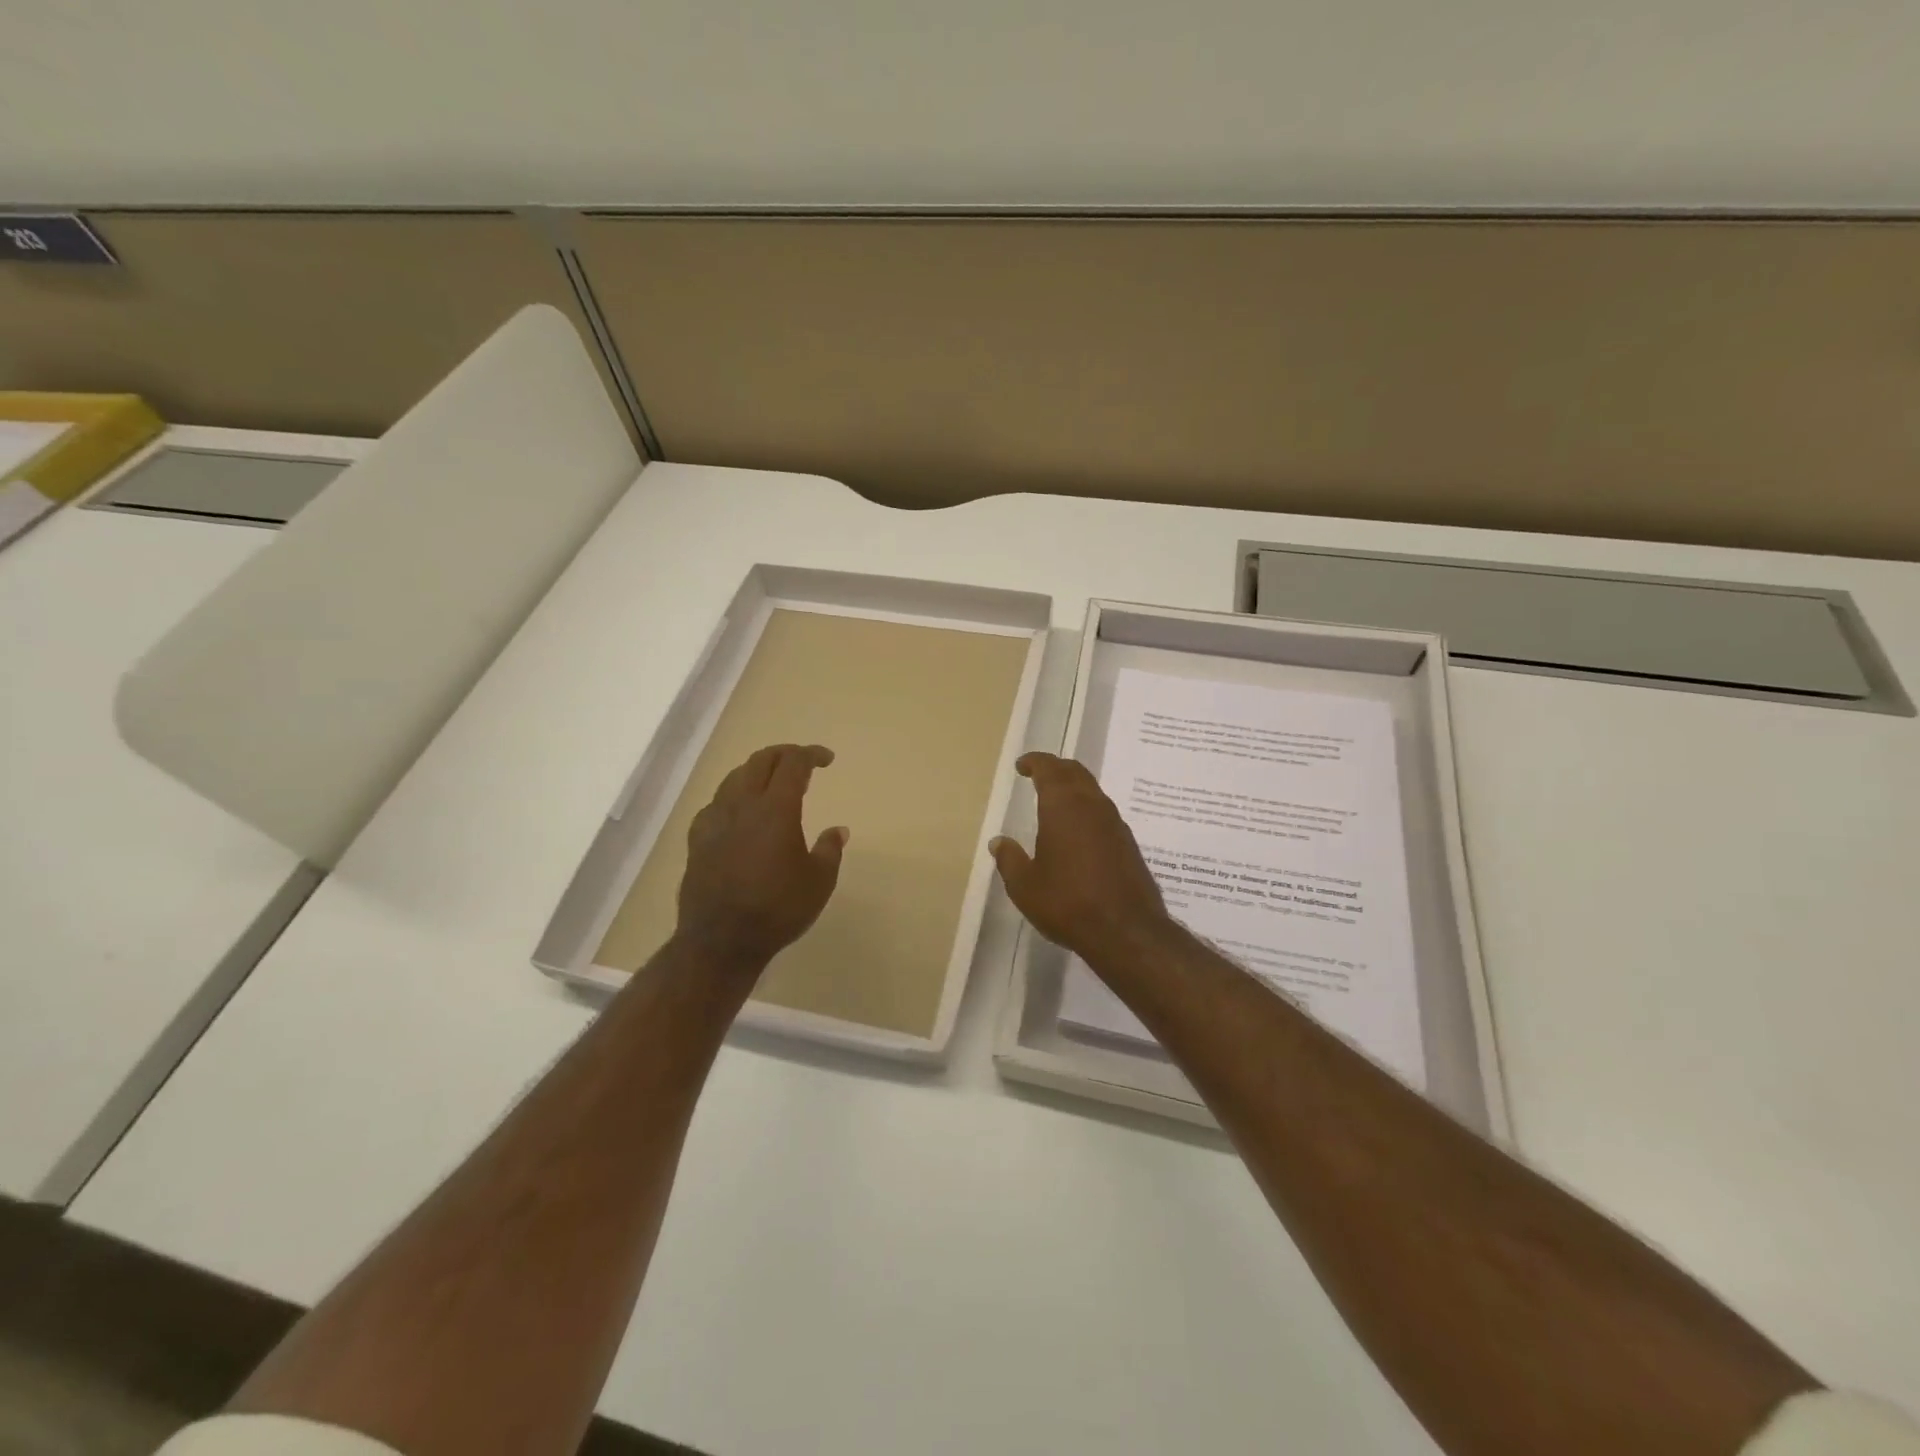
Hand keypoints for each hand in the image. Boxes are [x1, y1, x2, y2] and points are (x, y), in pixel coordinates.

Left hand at [675, 743, 847, 973]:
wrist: (720, 941)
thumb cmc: (778, 909)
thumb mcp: (819, 882)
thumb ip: (829, 850)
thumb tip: (838, 830)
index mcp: (776, 809)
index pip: (793, 764)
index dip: (811, 755)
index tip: (827, 759)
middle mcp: (742, 805)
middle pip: (760, 761)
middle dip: (783, 754)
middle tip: (801, 761)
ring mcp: (714, 820)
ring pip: (734, 778)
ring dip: (756, 771)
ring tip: (771, 781)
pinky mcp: (697, 839)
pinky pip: (716, 803)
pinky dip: (733, 797)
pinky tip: (738, 812)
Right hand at [990, 752, 1174, 963]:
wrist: (1126, 931)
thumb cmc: (1067, 902)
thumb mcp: (1025, 886)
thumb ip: (1010, 860)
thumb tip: (999, 842)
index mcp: (1063, 806)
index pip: (1050, 769)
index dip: (1035, 762)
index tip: (1022, 765)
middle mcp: (1092, 806)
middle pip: (1075, 773)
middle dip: (1056, 768)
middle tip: (1039, 773)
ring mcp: (1115, 823)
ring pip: (1093, 791)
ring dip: (1074, 787)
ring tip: (1056, 800)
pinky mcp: (1128, 843)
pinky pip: (1104, 812)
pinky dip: (1087, 808)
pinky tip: (1078, 829)